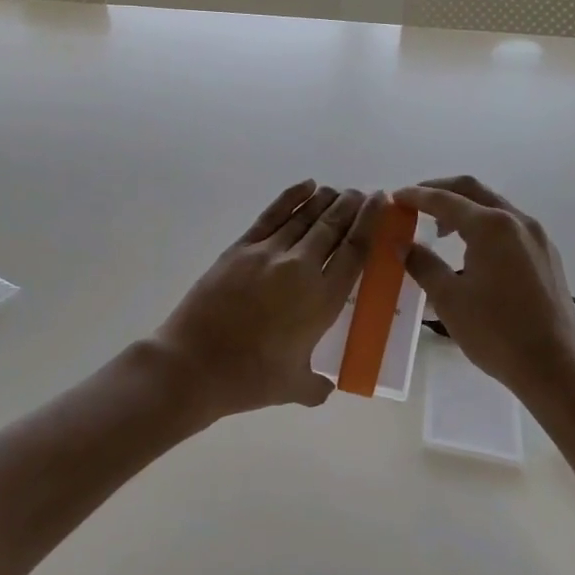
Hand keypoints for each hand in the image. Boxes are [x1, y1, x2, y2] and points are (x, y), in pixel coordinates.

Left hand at [151, 180, 384, 419]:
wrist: (194, 363)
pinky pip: (272, 215)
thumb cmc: (249, 379)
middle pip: (333, 227)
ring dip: (326, 200)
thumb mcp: (296, 388)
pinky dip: (291, 198)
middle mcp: (300, 268)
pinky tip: (306, 186)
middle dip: (351, 206)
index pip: (355, 252)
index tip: (380, 203)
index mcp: (322, 300)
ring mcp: (268, 253)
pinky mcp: (240, 248)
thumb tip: (327, 385)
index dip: (371, 223)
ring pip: (305, 217)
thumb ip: (318, 385)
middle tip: (363, 193)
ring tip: (339, 190)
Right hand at [397, 176, 574, 403]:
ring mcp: (538, 237)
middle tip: (414, 202)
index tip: (394, 197)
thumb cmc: (496, 332)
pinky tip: (473, 249)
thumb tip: (403, 245)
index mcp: (491, 226)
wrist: (555, 368)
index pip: (445, 200)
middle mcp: (517, 221)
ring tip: (440, 229)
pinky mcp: (548, 255)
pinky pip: (510, 225)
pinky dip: (485, 224)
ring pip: (495, 206)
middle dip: (441, 190)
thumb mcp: (449, 299)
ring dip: (465, 208)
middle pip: (473, 190)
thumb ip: (423, 264)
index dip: (416, 196)